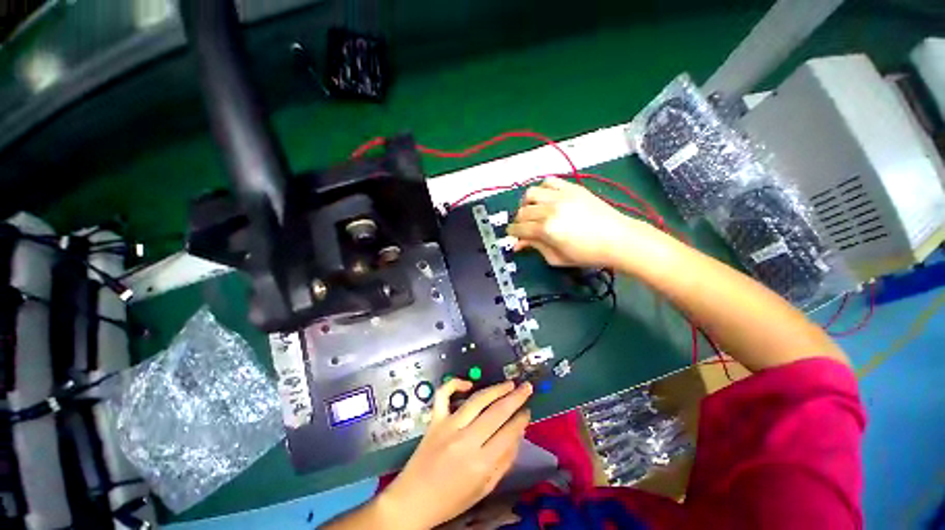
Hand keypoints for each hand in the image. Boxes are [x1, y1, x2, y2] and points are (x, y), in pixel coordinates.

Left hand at [376, 380, 531, 529]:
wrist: (413, 500)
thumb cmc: (452, 499)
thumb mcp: (485, 488)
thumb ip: (504, 461)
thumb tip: (518, 433)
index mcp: (481, 464)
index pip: (508, 433)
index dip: (521, 419)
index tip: (528, 410)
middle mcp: (466, 441)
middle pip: (496, 412)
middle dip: (515, 398)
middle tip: (526, 387)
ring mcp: (448, 426)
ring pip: (477, 400)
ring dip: (496, 389)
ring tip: (509, 384)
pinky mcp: (434, 420)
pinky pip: (444, 394)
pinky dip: (455, 383)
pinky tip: (469, 383)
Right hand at [507, 177, 633, 266]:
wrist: (618, 239)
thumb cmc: (587, 254)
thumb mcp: (557, 258)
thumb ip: (535, 248)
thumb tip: (519, 243)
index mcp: (546, 229)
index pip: (519, 228)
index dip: (512, 233)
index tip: (513, 235)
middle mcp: (550, 209)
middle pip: (522, 211)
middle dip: (519, 221)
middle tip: (524, 227)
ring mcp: (561, 196)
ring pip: (531, 193)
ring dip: (526, 203)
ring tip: (532, 210)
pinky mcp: (572, 188)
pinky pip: (549, 181)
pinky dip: (542, 189)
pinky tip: (546, 198)